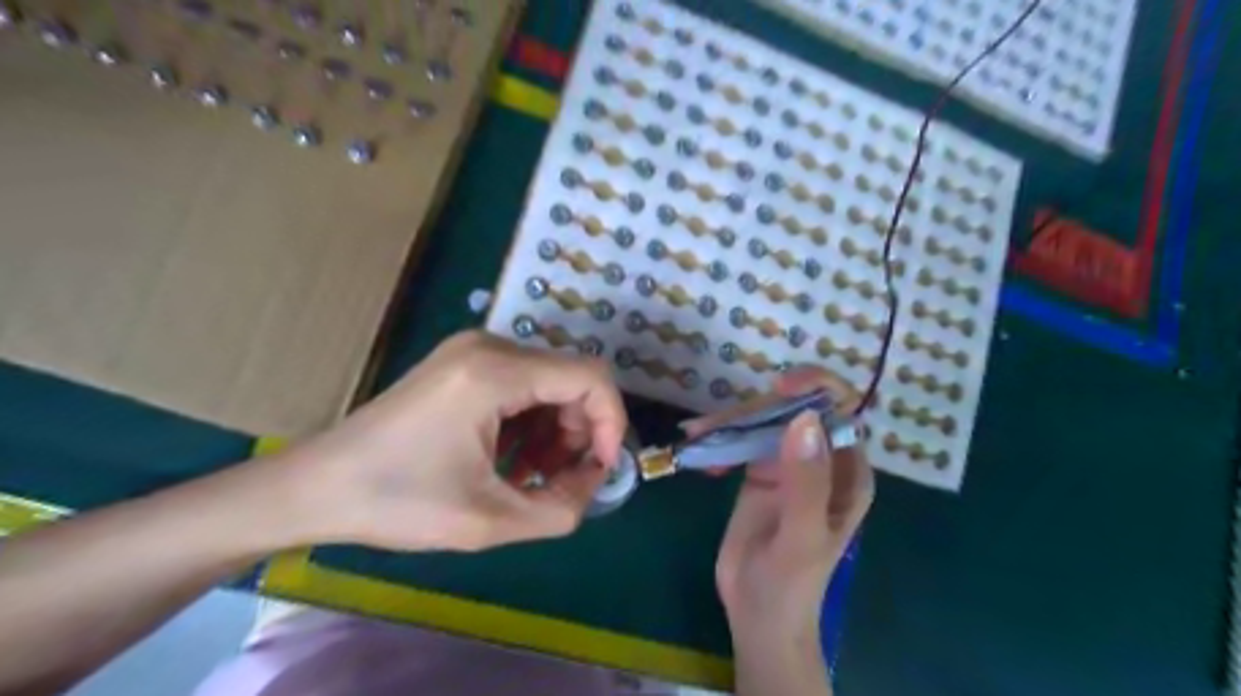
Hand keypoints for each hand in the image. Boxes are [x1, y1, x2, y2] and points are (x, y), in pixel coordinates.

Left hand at [284, 332, 625, 553]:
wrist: (315, 487)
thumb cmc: (397, 502)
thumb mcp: (490, 521)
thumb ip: (562, 507)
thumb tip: (594, 480)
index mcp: (496, 371)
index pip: (590, 377)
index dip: (611, 423)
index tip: (599, 470)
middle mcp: (490, 346)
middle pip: (571, 378)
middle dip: (580, 432)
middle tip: (563, 480)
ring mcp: (473, 351)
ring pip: (548, 383)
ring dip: (555, 430)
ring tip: (534, 476)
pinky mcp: (463, 364)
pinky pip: (521, 385)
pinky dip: (531, 422)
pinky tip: (513, 460)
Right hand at [688, 371, 870, 645]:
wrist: (757, 616)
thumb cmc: (790, 584)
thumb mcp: (801, 536)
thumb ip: (806, 481)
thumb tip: (804, 418)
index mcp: (848, 472)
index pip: (842, 410)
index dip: (816, 388)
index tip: (777, 387)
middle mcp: (821, 460)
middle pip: (793, 410)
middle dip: (756, 408)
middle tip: (713, 425)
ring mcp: (788, 463)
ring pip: (764, 420)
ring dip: (729, 420)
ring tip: (696, 433)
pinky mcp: (758, 471)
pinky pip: (741, 439)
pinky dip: (719, 438)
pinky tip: (699, 451)